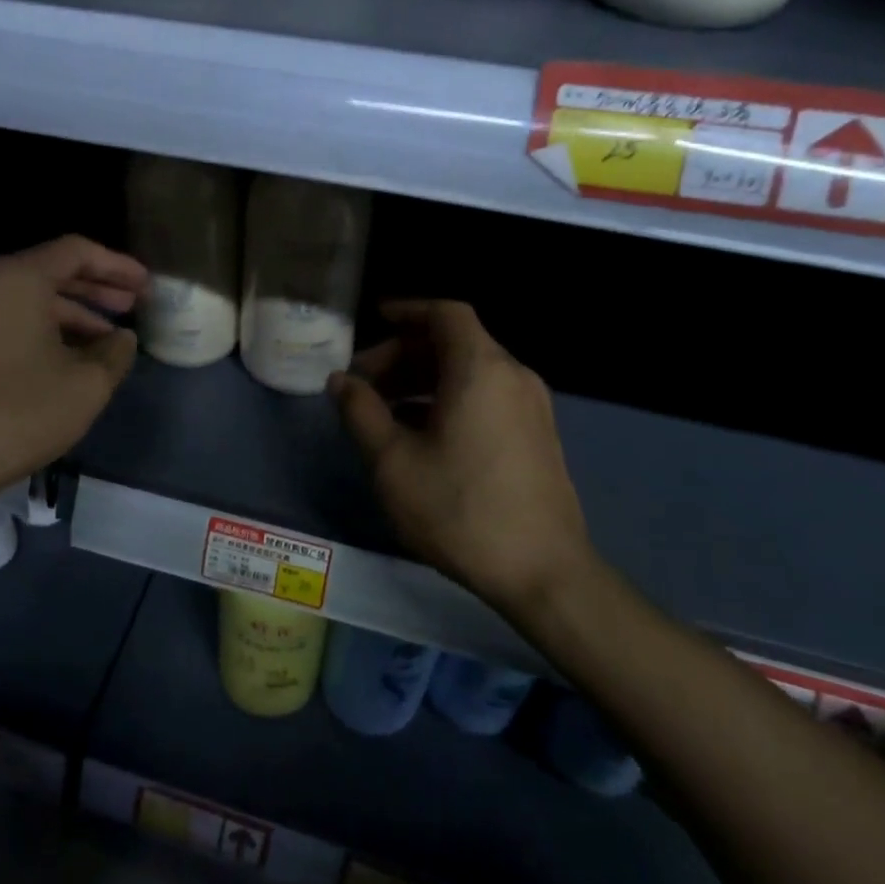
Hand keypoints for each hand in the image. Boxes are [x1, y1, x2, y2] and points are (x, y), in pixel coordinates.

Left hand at [0, 236, 145, 510]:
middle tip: (132, 305)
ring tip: (109, 339)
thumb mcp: (87, 385)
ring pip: (30, 298)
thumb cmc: (19, 413)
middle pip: (51, 271)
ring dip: (73, 313)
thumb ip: (115, 352)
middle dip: (97, 288)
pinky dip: (44, 328)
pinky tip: (70, 356)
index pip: (76, 252)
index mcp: (17, 279)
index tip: (145, 285)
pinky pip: (9, 318)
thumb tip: (122, 339)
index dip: (117, 265)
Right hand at [328, 301, 594, 618]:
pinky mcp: (537, 435)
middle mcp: (513, 376)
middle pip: (454, 343)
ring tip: (384, 410)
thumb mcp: (392, 461)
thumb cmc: (459, 509)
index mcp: (480, 369)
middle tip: (364, 383)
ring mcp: (531, 407)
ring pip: (470, 372)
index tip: (374, 319)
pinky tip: (421, 435)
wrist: (544, 573)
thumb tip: (341, 381)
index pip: (445, 314)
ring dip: (424, 379)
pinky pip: (487, 396)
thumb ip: (361, 412)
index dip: (407, 310)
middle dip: (404, 354)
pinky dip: (450, 399)